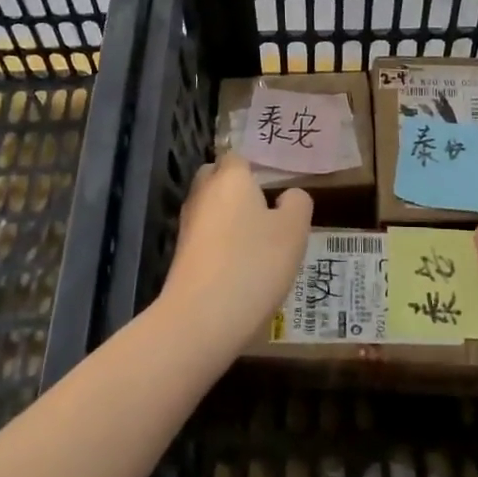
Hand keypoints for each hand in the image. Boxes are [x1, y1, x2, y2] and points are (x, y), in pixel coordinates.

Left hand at [156, 156, 312, 362]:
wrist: (201, 320)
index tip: (275, 185)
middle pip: (216, 178)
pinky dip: (220, 244)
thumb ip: (297, 204)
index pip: (237, 156)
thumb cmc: (254, 264)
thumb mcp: (293, 231)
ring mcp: (188, 226)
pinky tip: (240, 265)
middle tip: (266, 209)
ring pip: (210, 208)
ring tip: (257, 240)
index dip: (255, 168)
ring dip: (228, 218)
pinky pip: (205, 237)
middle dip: (236, 188)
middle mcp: (203, 194)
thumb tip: (288, 196)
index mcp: (230, 178)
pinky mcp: (181, 256)